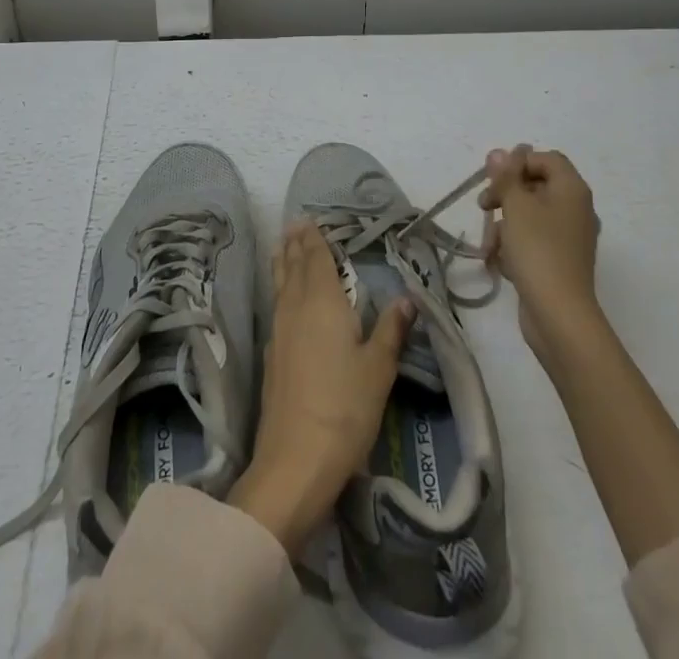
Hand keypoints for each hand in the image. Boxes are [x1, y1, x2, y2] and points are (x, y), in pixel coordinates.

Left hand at [229, 222, 413, 554]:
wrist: (295, 459)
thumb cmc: (345, 408)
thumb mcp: (378, 369)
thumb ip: (391, 329)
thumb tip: (407, 296)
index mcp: (323, 302)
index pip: (317, 259)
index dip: (314, 238)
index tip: (309, 219)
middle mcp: (296, 308)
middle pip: (293, 267)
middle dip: (295, 244)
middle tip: (294, 225)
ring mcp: (280, 332)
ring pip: (280, 285)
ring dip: (283, 263)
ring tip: (282, 248)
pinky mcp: (272, 356)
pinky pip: (276, 305)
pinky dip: (280, 289)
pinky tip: (284, 299)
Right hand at [479, 145, 604, 364]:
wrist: (559, 314)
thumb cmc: (538, 250)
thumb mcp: (516, 205)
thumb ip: (505, 176)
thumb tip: (499, 152)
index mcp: (572, 190)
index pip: (545, 159)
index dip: (518, 163)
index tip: (495, 180)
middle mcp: (575, 209)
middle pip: (535, 186)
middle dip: (505, 195)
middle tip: (483, 206)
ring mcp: (569, 238)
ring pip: (529, 216)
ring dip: (504, 225)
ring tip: (488, 245)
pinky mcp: (559, 261)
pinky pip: (533, 241)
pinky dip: (514, 247)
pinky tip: (499, 262)